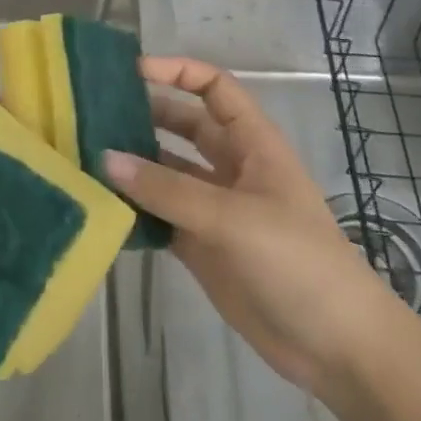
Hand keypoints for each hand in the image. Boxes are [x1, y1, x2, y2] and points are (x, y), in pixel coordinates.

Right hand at [104, 55, 411, 394]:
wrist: (337, 348)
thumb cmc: (298, 262)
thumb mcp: (232, 218)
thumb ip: (167, 189)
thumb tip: (104, 158)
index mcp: (252, 144)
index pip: (214, 88)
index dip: (177, 72)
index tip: (129, 72)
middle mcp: (230, 167)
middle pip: (182, 125)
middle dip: (143, 114)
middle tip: (91, 114)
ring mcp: (213, 207)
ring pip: (165, 171)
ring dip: (132, 163)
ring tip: (83, 155)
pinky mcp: (200, 244)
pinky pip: (158, 214)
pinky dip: (132, 208)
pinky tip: (98, 204)